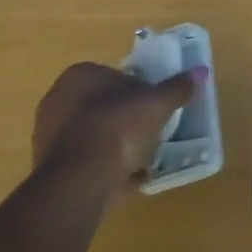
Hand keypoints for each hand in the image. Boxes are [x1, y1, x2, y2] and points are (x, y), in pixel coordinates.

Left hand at [31, 61, 206, 198]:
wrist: (79, 180)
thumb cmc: (117, 128)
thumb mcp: (155, 105)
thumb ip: (177, 88)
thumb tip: (201, 70)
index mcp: (79, 76)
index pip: (114, 76)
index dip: (138, 92)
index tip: (155, 109)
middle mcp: (58, 99)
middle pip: (102, 106)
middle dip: (125, 119)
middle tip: (150, 134)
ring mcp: (50, 135)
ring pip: (93, 135)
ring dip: (115, 146)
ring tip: (141, 161)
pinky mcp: (50, 167)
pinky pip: (86, 163)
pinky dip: (104, 169)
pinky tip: (125, 181)